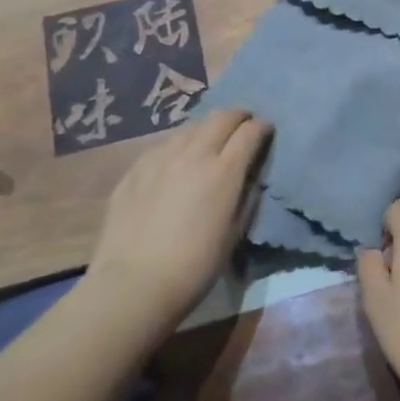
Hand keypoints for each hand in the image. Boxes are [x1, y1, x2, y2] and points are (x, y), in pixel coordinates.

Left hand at [88, 109, 270, 328]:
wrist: (133, 284)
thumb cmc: (194, 267)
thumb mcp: (234, 234)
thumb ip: (246, 197)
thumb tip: (249, 177)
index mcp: (223, 171)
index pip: (250, 132)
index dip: (262, 127)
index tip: (266, 132)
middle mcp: (193, 154)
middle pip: (221, 118)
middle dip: (238, 117)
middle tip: (243, 126)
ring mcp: (160, 158)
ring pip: (191, 127)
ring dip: (207, 130)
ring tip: (209, 144)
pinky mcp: (135, 169)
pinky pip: (163, 145)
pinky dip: (179, 146)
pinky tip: (175, 163)